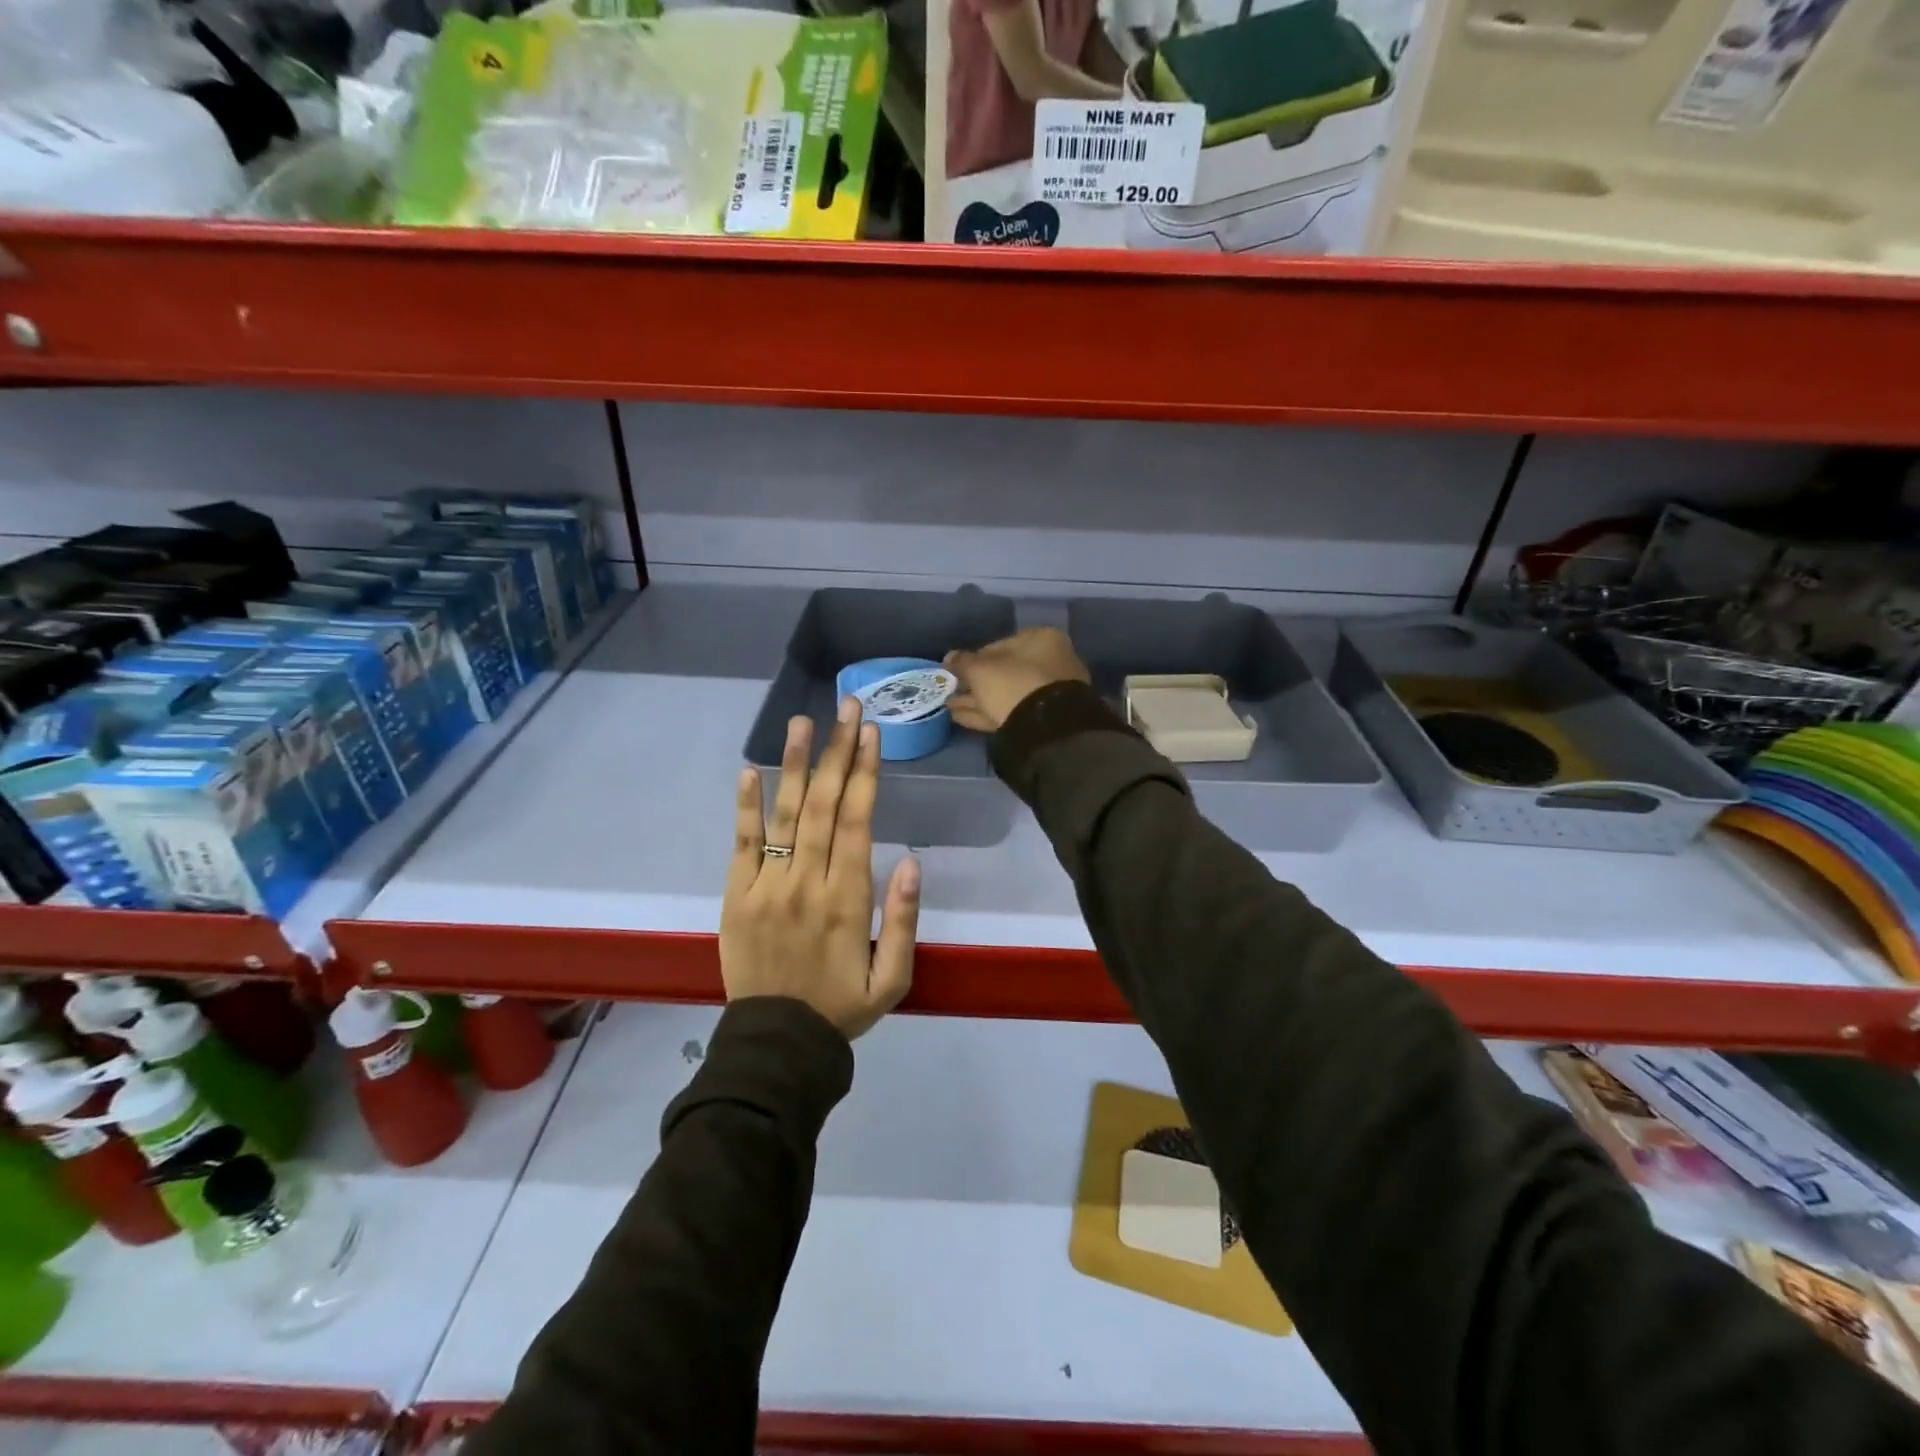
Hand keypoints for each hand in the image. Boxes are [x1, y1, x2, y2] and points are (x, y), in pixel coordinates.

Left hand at [722, 697, 919, 1039]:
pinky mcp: (735, 897)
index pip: (856, 821)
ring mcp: (766, 886)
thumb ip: (903, 920)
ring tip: (802, 721)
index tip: (870, 732)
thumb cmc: (842, 1008)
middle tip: (846, 705)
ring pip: (784, 815)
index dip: (865, 773)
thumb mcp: (894, 979)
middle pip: (823, 805)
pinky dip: (746, 807)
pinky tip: (751, 770)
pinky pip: (740, 845)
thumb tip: (910, 861)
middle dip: (837, 752)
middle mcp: (806, 882)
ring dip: (794, 764)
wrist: (775, 1045)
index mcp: (848, 900)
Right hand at [944, 628, 1090, 732]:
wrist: (1045, 726)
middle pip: (1004, 672)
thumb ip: (962, 662)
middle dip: (975, 683)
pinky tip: (961, 718)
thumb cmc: (1013, 683)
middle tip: (951, 691)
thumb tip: (949, 656)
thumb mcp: (980, 670)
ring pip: (1006, 694)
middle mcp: (1050, 662)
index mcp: (1041, 640)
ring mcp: (1048, 693)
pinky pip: (1010, 711)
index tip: (956, 670)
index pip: (1000, 645)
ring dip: (976, 701)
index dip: (974, 658)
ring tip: (949, 707)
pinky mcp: (1043, 719)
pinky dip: (986, 714)